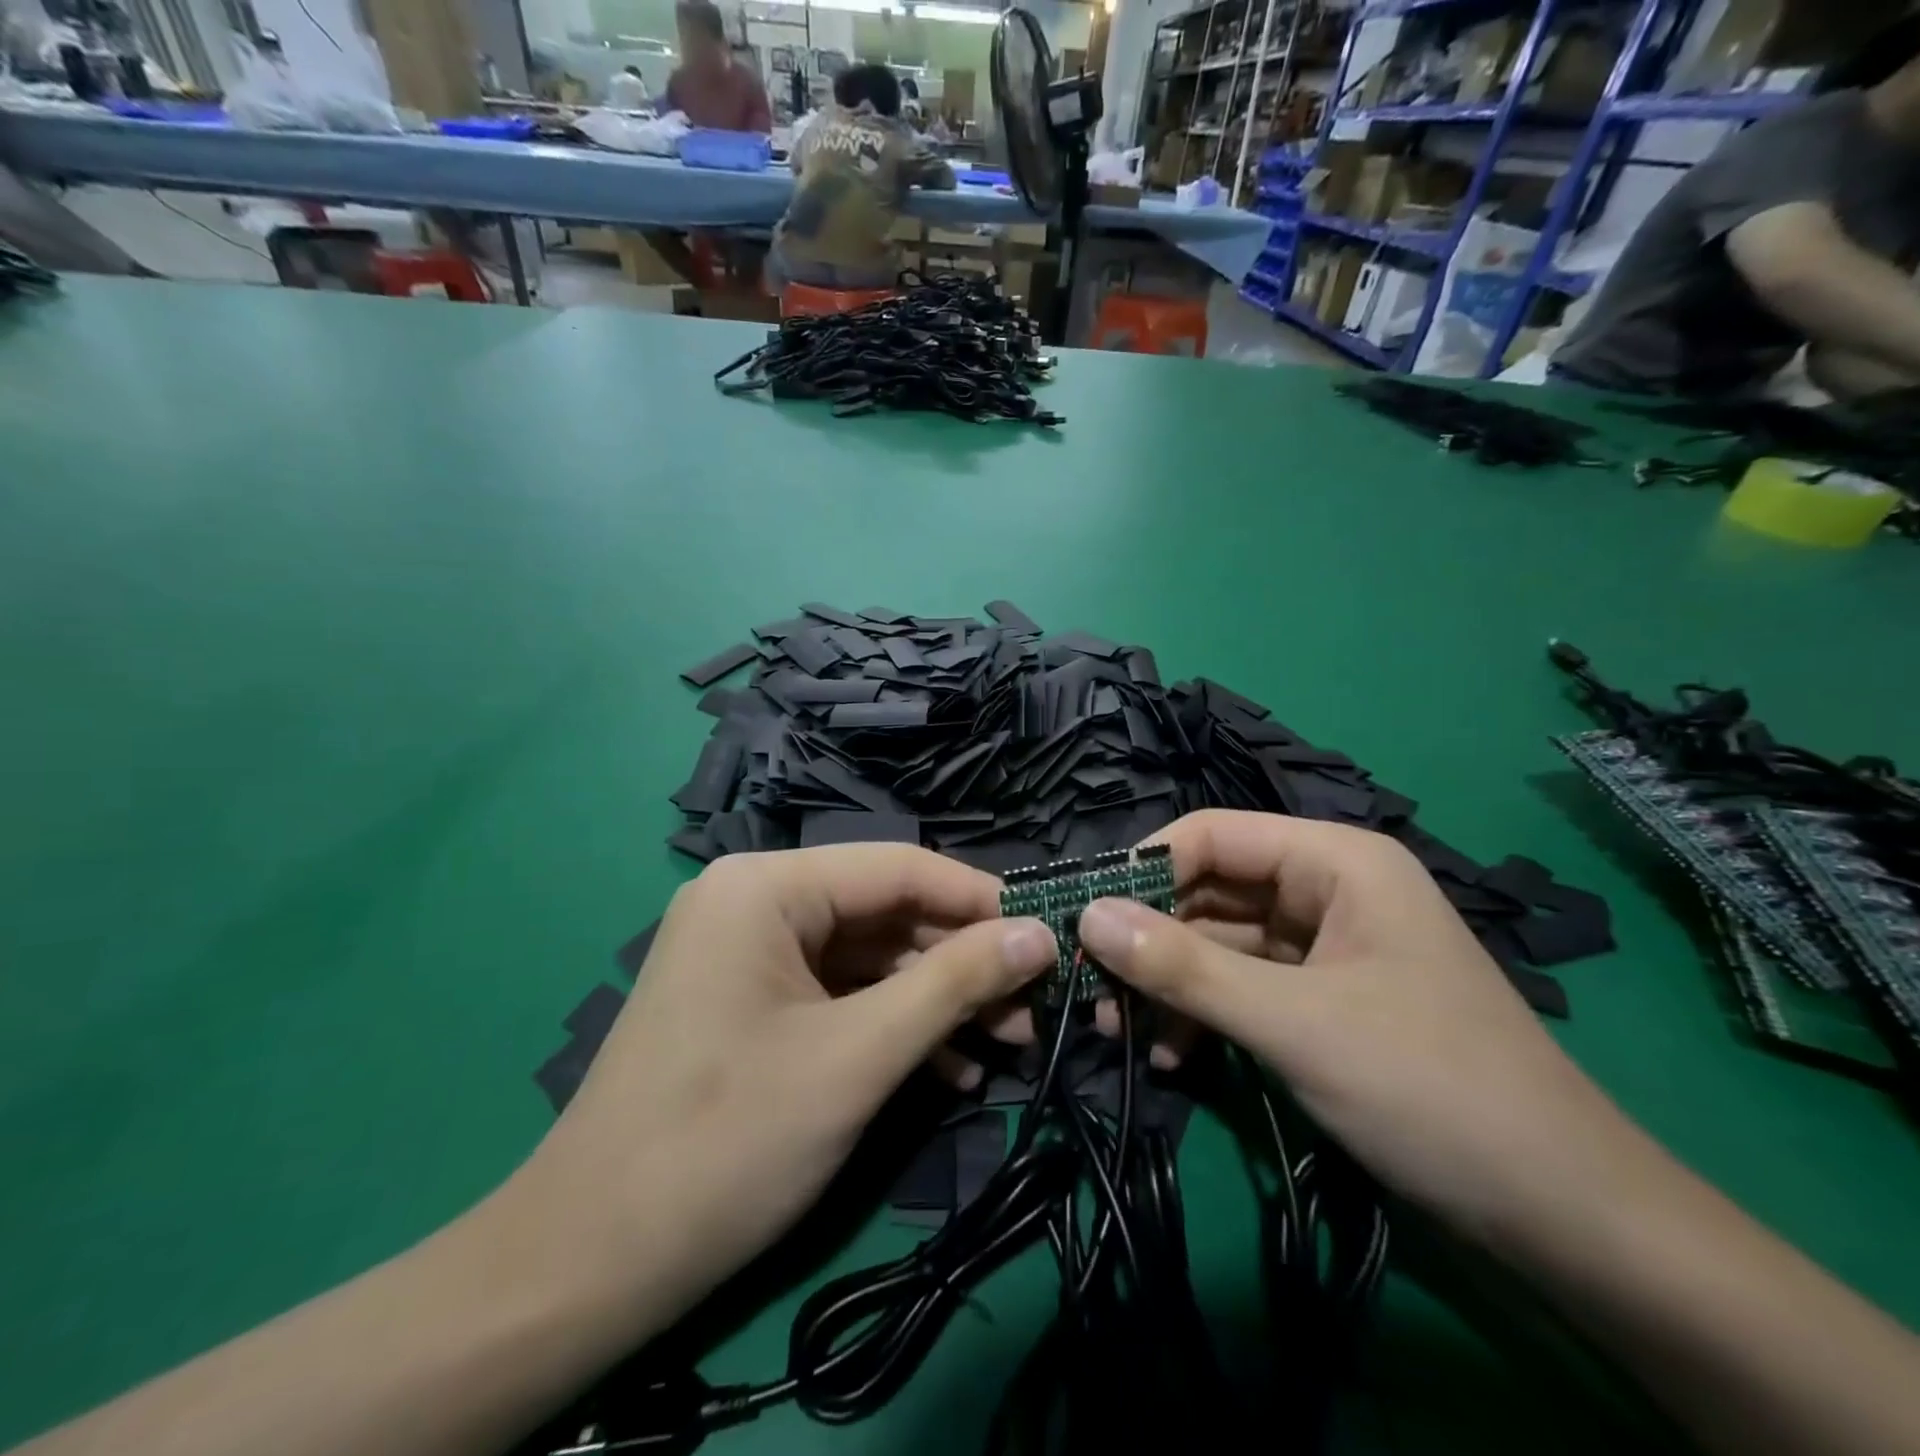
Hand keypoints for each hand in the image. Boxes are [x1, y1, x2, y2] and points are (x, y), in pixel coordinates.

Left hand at [509, 845, 1056, 1327]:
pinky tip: (949, 1068)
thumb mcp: (859, 1056)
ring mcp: (748, 954)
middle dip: (961, 962)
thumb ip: (955, 984)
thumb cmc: (728, 1141)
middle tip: (1032, 1006)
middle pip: (884, 913)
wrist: (589, 1264)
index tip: (1047, 934)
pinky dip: (892, 1025)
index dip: (978, 899)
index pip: (898, 867)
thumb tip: (1041, 934)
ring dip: (935, 1000)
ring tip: (1006, 1042)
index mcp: (766, 887)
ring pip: (868, 958)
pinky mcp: (751, 1003)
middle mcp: (754, 902)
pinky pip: (839, 995)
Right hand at [1075, 810, 1632, 1243]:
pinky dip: (1203, 1015)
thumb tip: (1086, 916)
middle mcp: (1326, 889)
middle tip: (1091, 984)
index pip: (1211, 834)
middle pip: (1210, 889)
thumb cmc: (1430, 1088)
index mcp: (1334, 860)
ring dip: (1169, 983)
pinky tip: (1171, 1058)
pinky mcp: (1322, 999)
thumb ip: (1184, 967)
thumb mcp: (1292, 1023)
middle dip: (1149, 937)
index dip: (1142, 869)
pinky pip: (1243, 986)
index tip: (1083, 917)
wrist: (1564, 1216)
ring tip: (1116, 1029)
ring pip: (1220, 943)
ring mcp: (1325, 946)